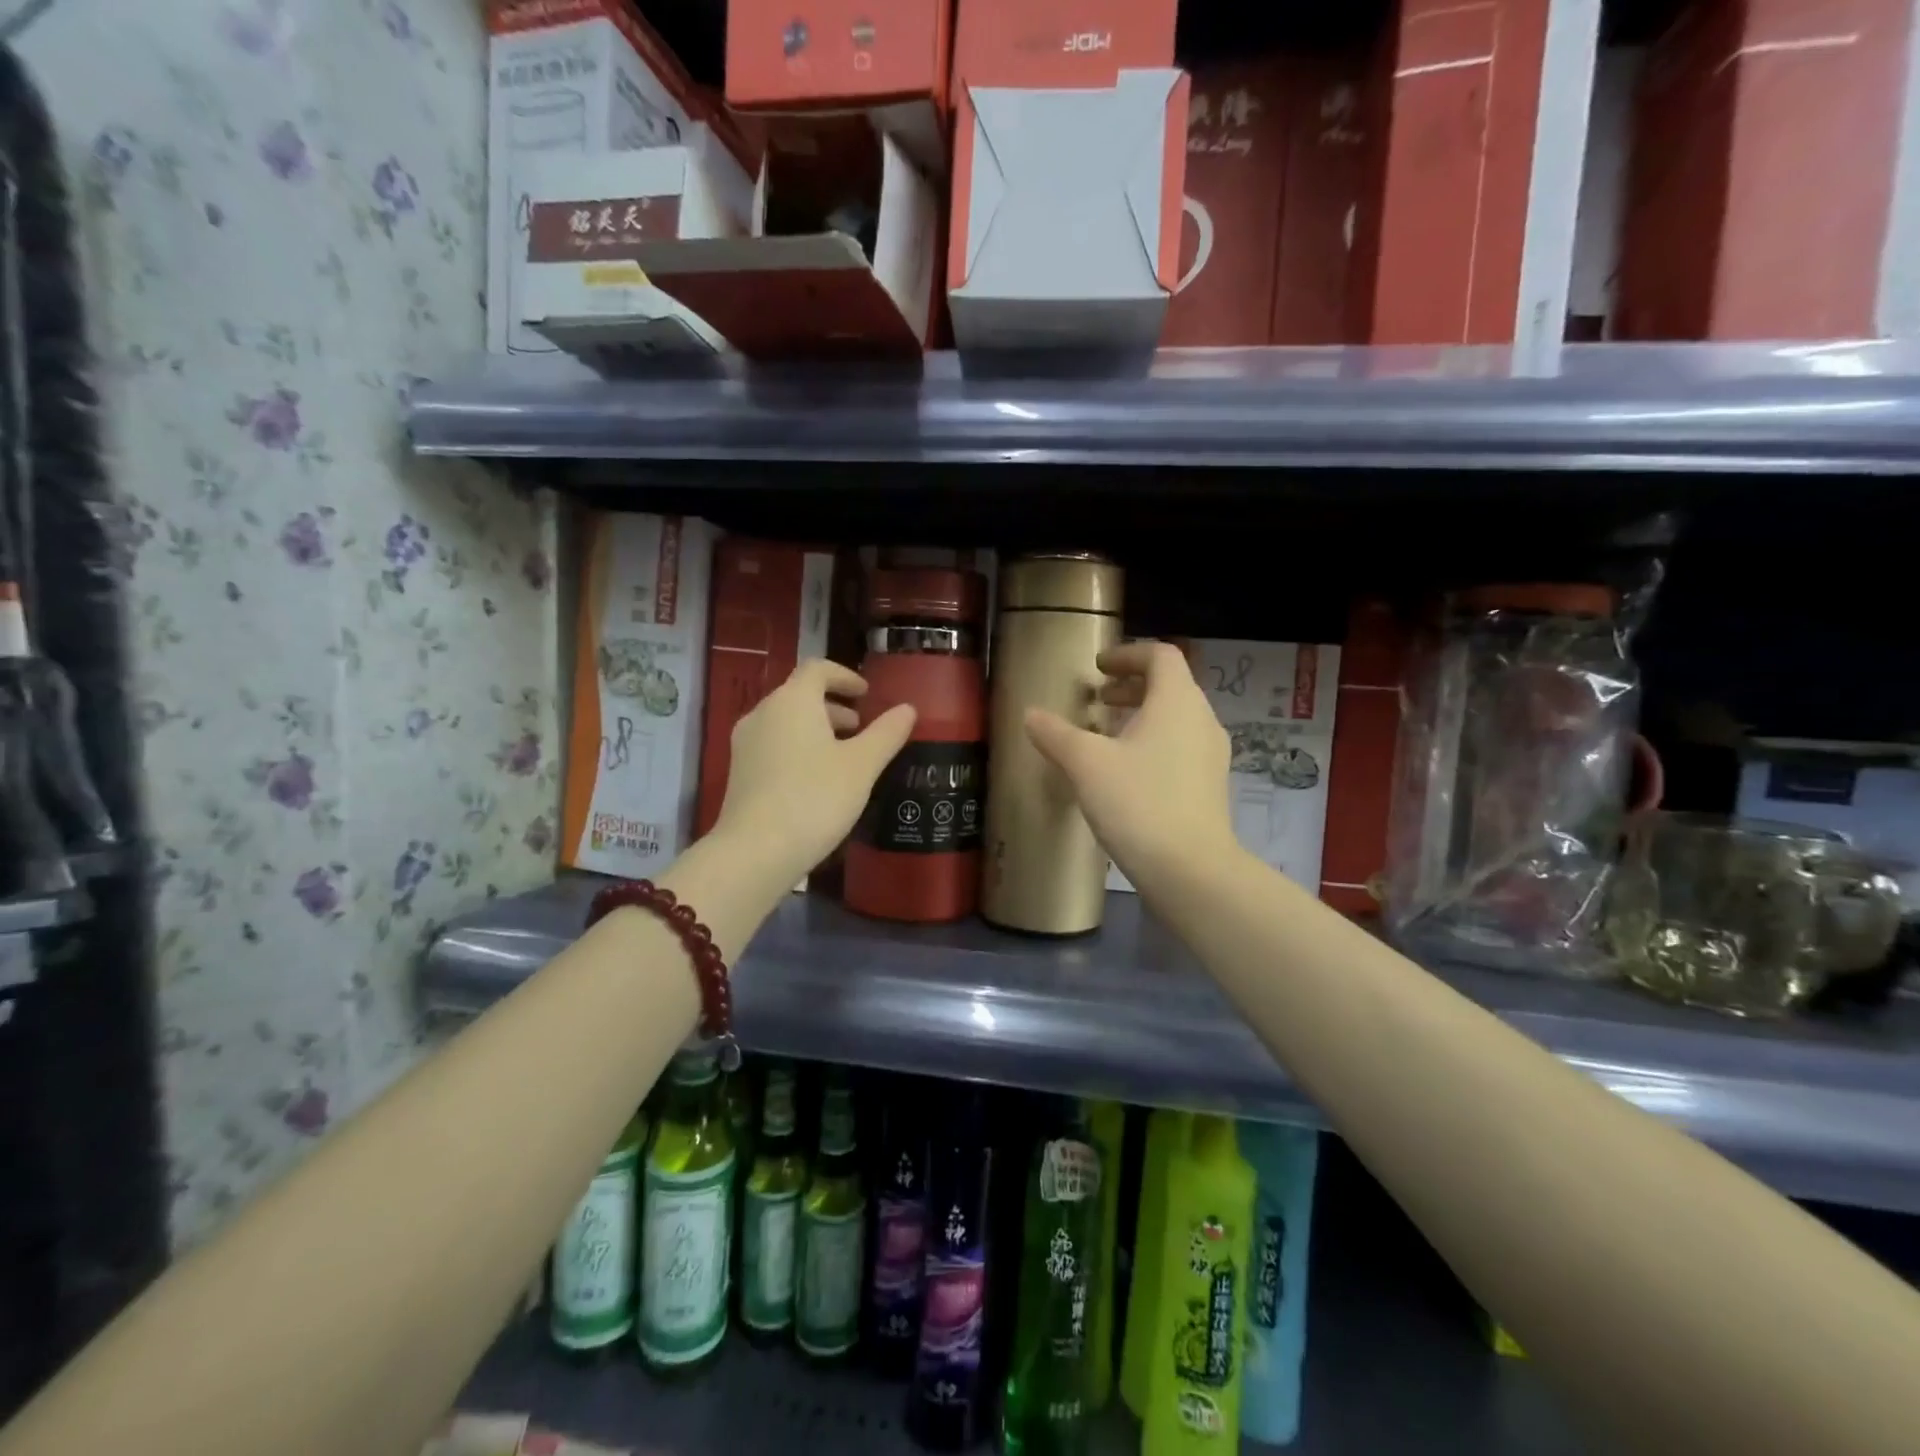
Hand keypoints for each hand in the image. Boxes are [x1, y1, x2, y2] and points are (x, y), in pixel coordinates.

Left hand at [713, 659, 915, 887]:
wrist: (755, 851)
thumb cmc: (815, 798)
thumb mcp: (861, 766)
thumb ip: (886, 733)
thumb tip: (908, 708)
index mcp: (792, 701)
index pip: (817, 669)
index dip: (844, 676)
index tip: (866, 694)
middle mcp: (762, 713)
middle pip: (799, 695)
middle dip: (833, 706)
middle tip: (861, 727)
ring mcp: (745, 744)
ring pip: (786, 722)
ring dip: (816, 728)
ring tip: (844, 755)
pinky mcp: (738, 772)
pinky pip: (774, 745)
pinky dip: (799, 748)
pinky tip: (817, 780)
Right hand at [1025, 641, 1236, 893]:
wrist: (1190, 870)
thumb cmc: (1138, 802)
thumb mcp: (1086, 764)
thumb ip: (1056, 734)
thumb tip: (1031, 715)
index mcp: (1177, 701)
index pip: (1160, 656)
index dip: (1128, 654)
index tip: (1099, 667)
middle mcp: (1202, 720)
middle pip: (1170, 686)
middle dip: (1131, 687)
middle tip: (1098, 700)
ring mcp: (1211, 756)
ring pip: (1176, 719)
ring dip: (1141, 717)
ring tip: (1106, 736)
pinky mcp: (1210, 787)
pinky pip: (1181, 748)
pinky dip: (1153, 744)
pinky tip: (1126, 774)